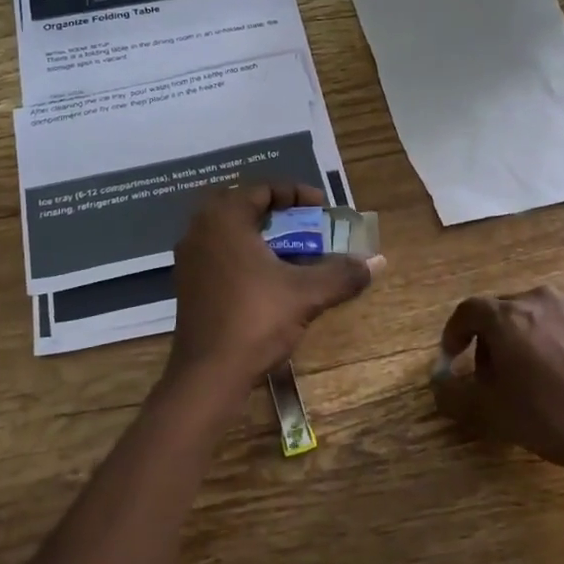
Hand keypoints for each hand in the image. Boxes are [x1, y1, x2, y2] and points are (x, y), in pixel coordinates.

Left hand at [164, 184, 378, 407]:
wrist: (207, 374)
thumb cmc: (255, 320)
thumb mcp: (306, 295)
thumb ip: (342, 274)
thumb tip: (376, 262)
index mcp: (224, 219)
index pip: (261, 189)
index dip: (295, 194)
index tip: (321, 207)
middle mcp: (200, 230)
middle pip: (242, 206)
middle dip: (276, 213)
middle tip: (304, 224)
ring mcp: (189, 258)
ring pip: (229, 232)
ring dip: (260, 235)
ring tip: (291, 251)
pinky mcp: (187, 284)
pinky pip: (219, 254)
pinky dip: (244, 256)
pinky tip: (267, 279)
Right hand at [431, 287, 563, 499]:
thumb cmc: (550, 420)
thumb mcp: (491, 414)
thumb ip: (453, 394)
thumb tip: (437, 383)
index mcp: (507, 317)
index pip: (467, 311)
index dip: (454, 333)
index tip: (453, 358)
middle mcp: (539, 299)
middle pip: (501, 310)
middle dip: (490, 338)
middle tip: (492, 373)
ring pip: (535, 313)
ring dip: (523, 336)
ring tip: (530, 371)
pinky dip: (555, 337)